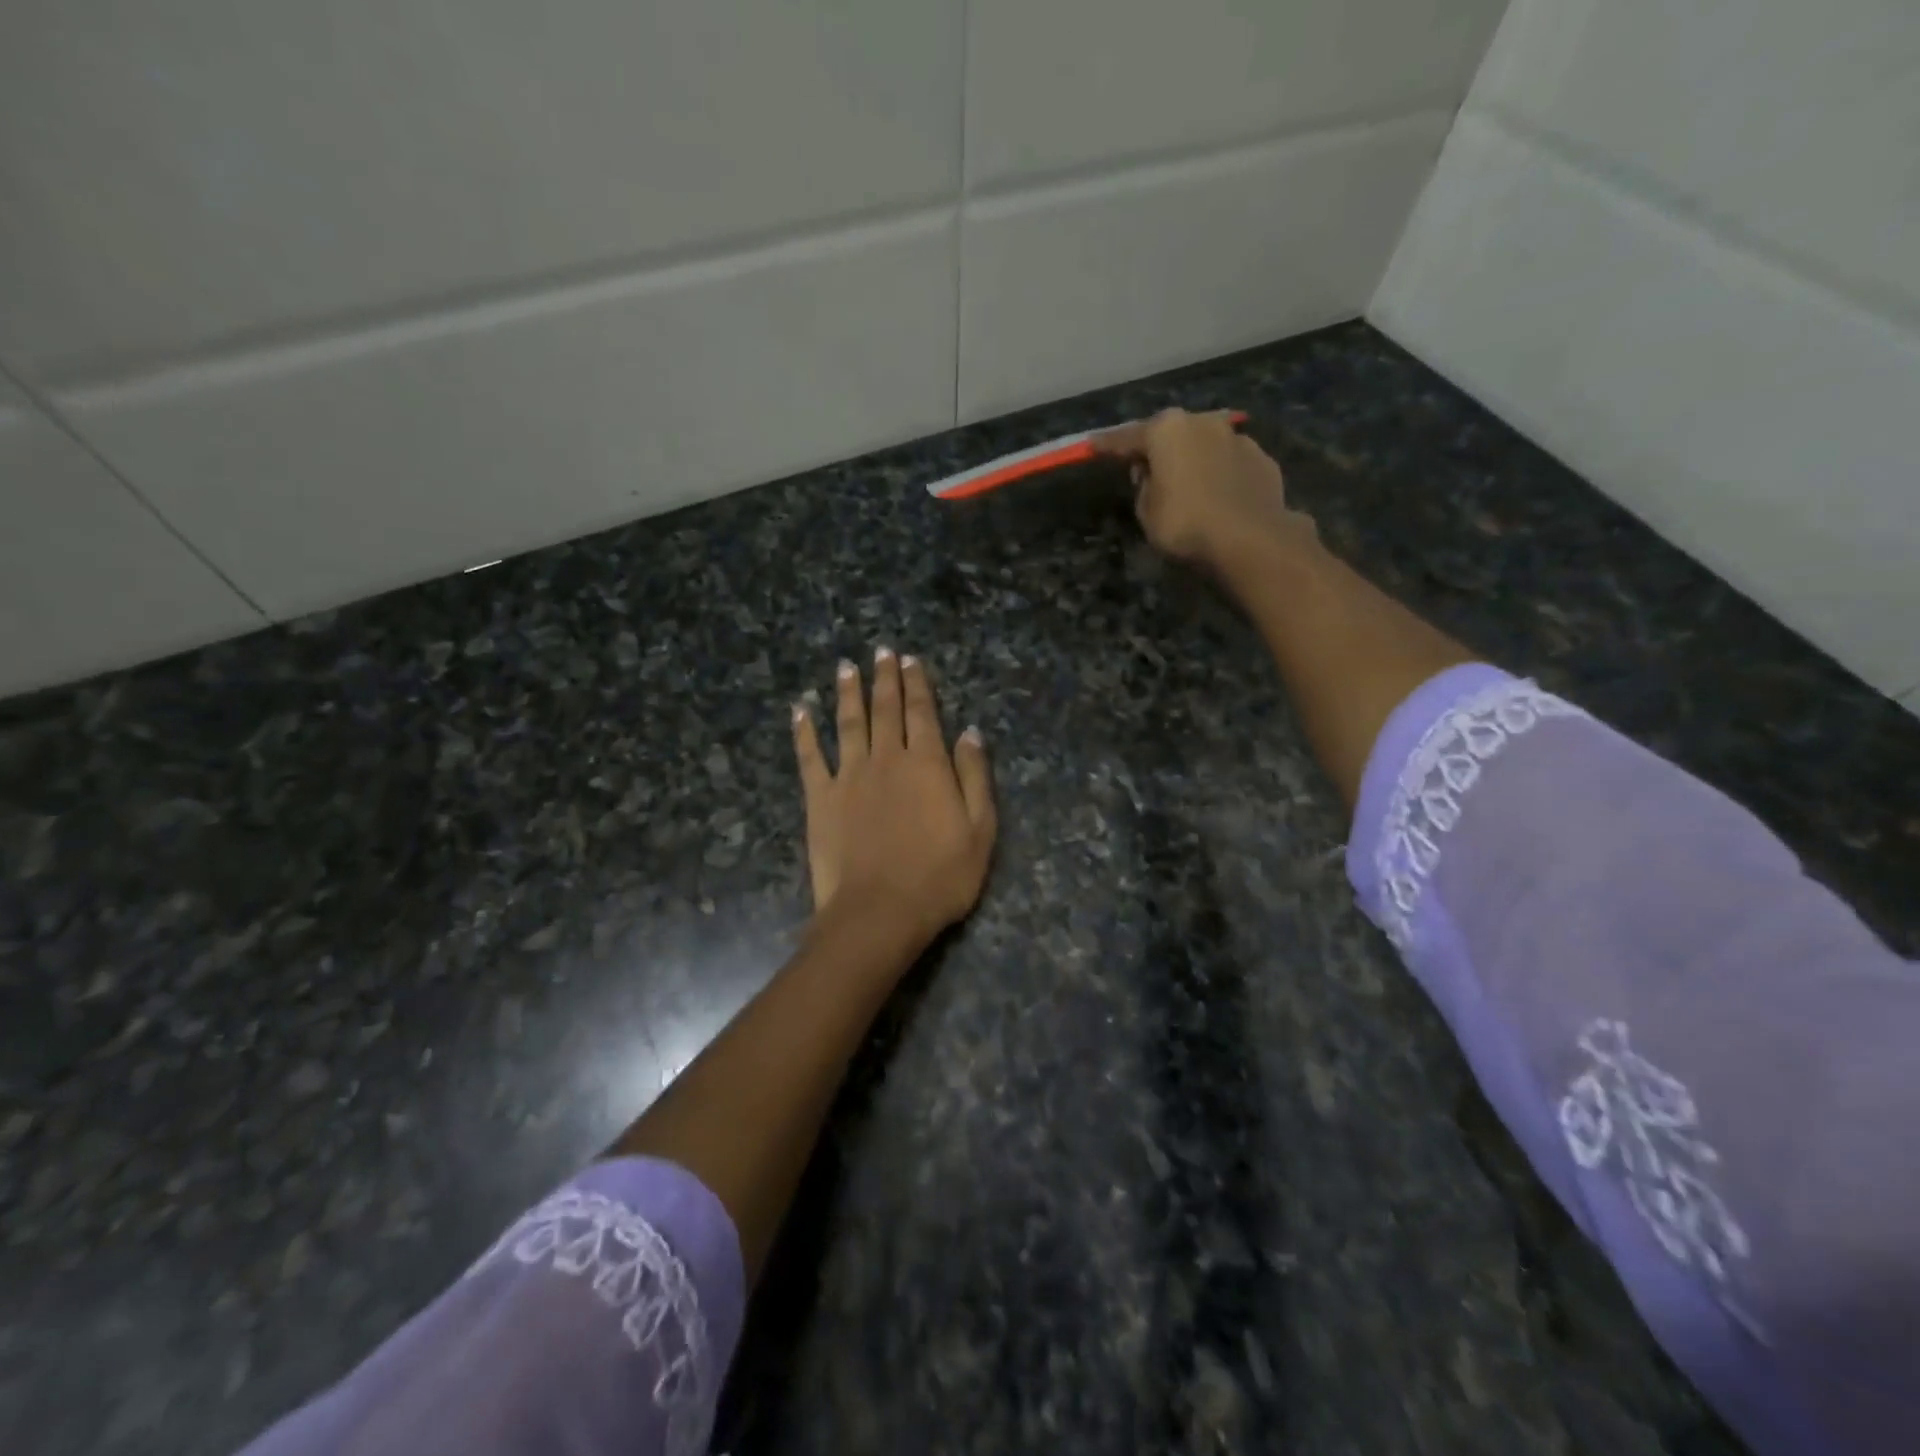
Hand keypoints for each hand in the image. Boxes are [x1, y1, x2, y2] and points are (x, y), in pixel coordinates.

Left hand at [792, 647, 996, 949]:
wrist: (879, 912)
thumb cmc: (939, 877)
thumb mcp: (979, 830)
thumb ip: (974, 777)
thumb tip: (970, 732)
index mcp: (926, 764)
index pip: (922, 712)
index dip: (917, 684)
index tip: (910, 660)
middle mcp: (886, 759)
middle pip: (885, 709)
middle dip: (884, 677)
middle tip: (881, 651)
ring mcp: (849, 776)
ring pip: (848, 722)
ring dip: (847, 692)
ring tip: (846, 666)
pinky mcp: (820, 798)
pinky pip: (810, 756)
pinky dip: (804, 731)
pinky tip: (800, 709)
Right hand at [1092, 408, 1310, 570]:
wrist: (1250, 538)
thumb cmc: (1185, 523)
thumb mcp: (1147, 511)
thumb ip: (1145, 487)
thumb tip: (1154, 475)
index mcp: (1167, 430)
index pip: (1127, 437)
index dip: (1108, 445)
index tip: (1093, 445)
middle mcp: (1202, 422)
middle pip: (1171, 434)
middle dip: (1158, 449)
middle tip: (1145, 468)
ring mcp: (1238, 438)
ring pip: (1205, 445)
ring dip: (1193, 459)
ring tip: (1186, 483)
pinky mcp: (1263, 460)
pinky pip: (1230, 464)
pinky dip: (1220, 474)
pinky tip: (1218, 495)